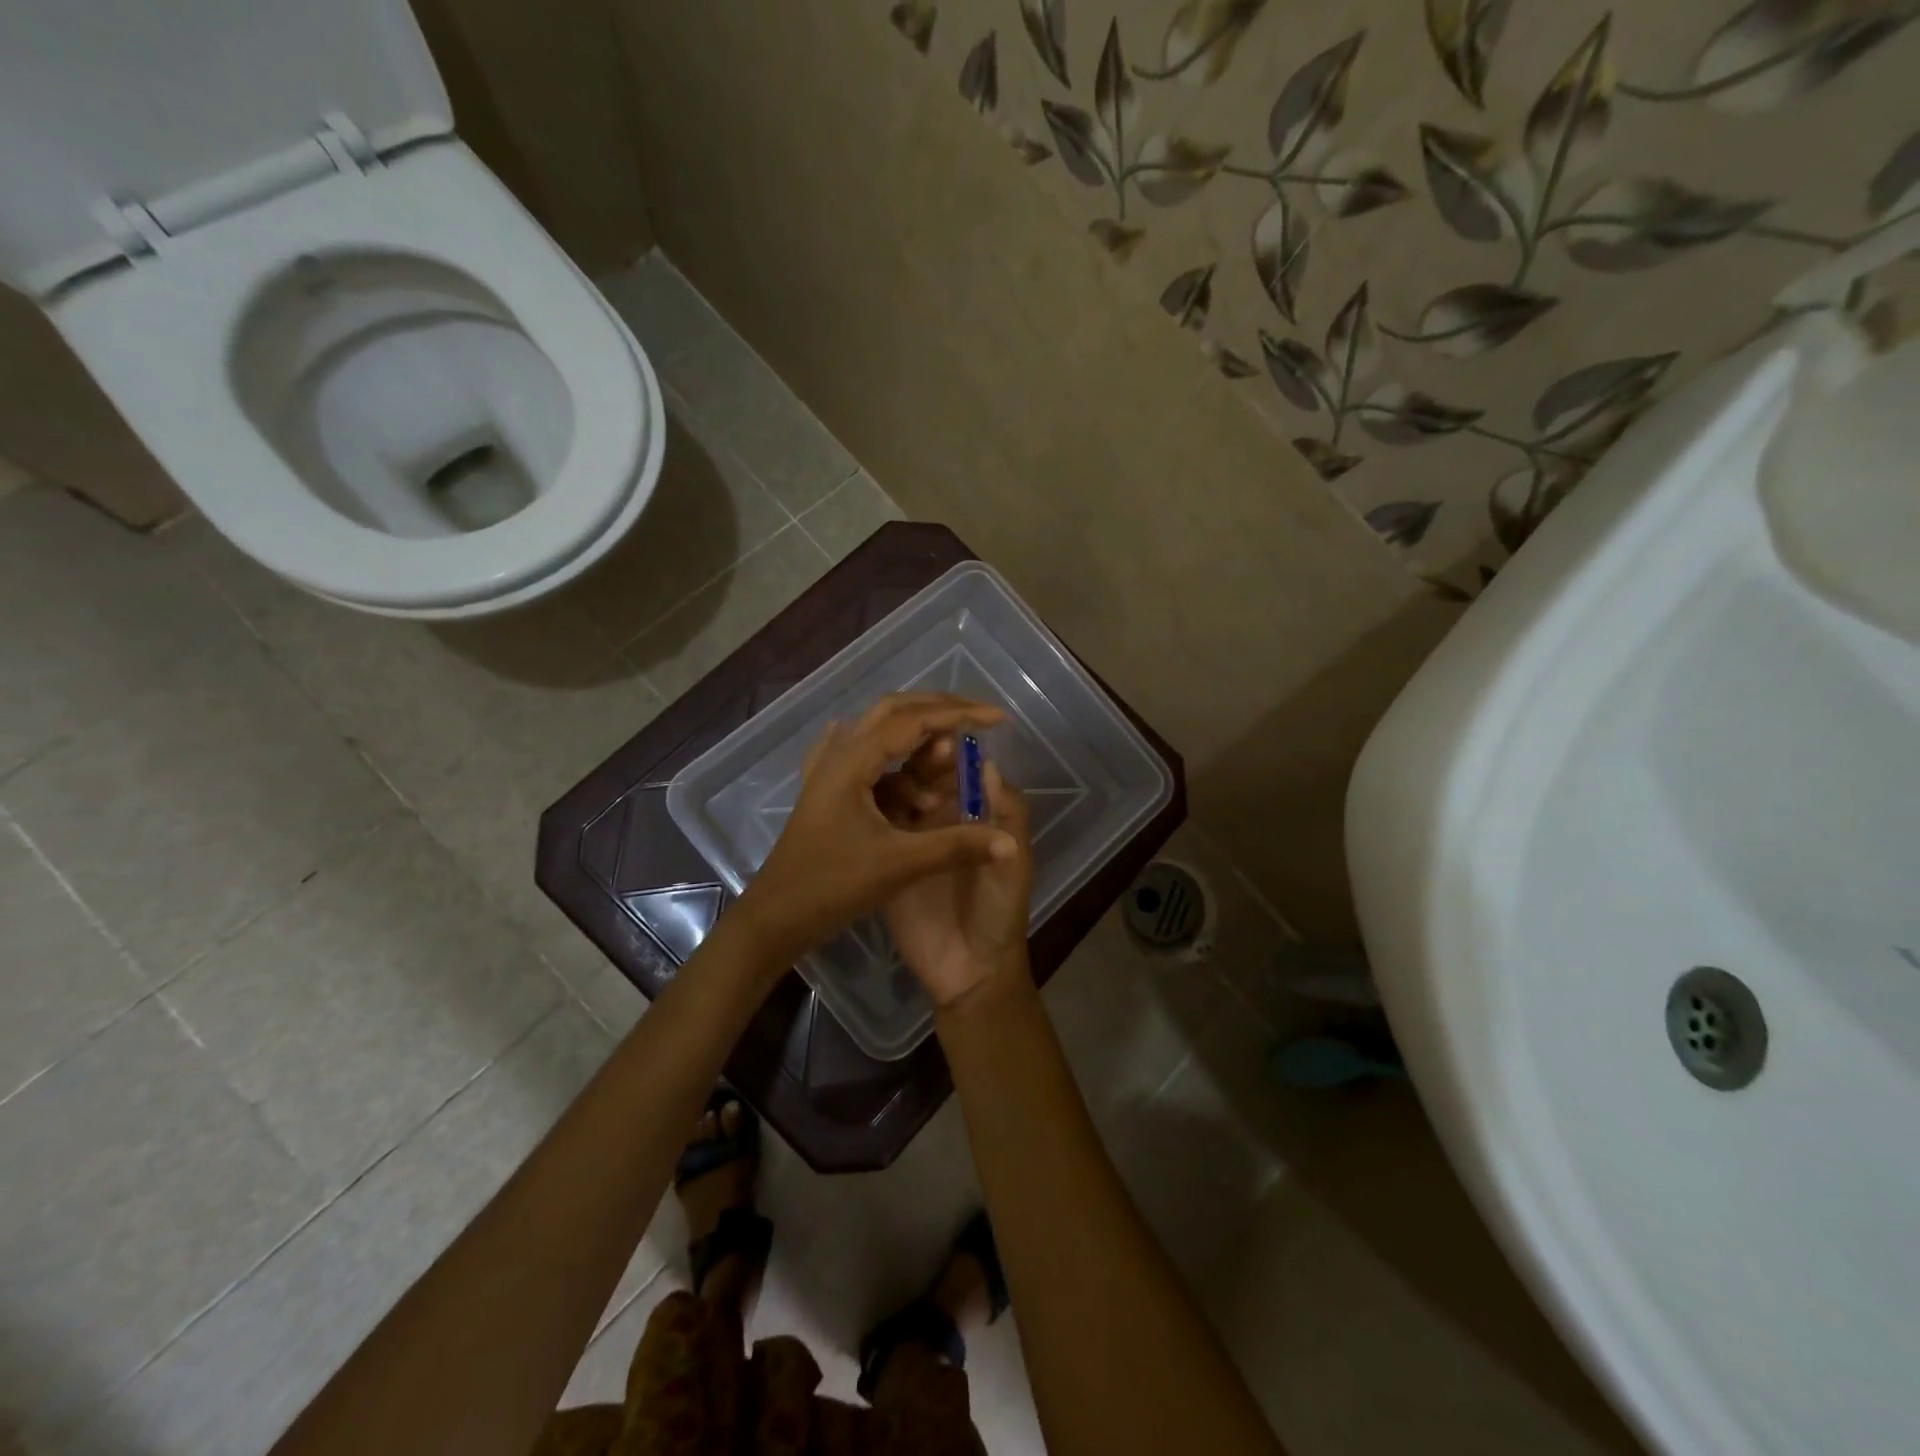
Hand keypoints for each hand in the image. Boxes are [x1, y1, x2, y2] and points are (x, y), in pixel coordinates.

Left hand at [737, 694, 1017, 967]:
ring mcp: (828, 772)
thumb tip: (1010, 842)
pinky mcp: (827, 792)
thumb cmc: (832, 886)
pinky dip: (894, 756)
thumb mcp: (899, 864)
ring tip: (948, 765)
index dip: (959, 714)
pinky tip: (900, 760)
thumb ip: (956, 847)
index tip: (998, 718)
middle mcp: (839, 755)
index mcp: (853, 761)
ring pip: (879, 734)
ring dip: (918, 742)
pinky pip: (866, 758)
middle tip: (978, 720)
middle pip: (894, 712)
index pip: (914, 720)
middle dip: (939, 711)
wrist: (775, 918)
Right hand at [883, 761, 1033, 1010]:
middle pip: (925, 778)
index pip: (959, 772)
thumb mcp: (1014, 860)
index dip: (951, 754)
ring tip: (896, 790)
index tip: (940, 737)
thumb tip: (987, 762)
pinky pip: (877, 830)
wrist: (969, 970)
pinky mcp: (887, 861)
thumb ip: (1006, 814)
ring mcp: (911, 839)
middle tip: (908, 759)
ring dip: (897, 786)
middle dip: (919, 764)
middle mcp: (940, 820)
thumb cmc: (999, 911)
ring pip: (898, 797)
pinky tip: (864, 804)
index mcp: (973, 816)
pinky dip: (872, 813)